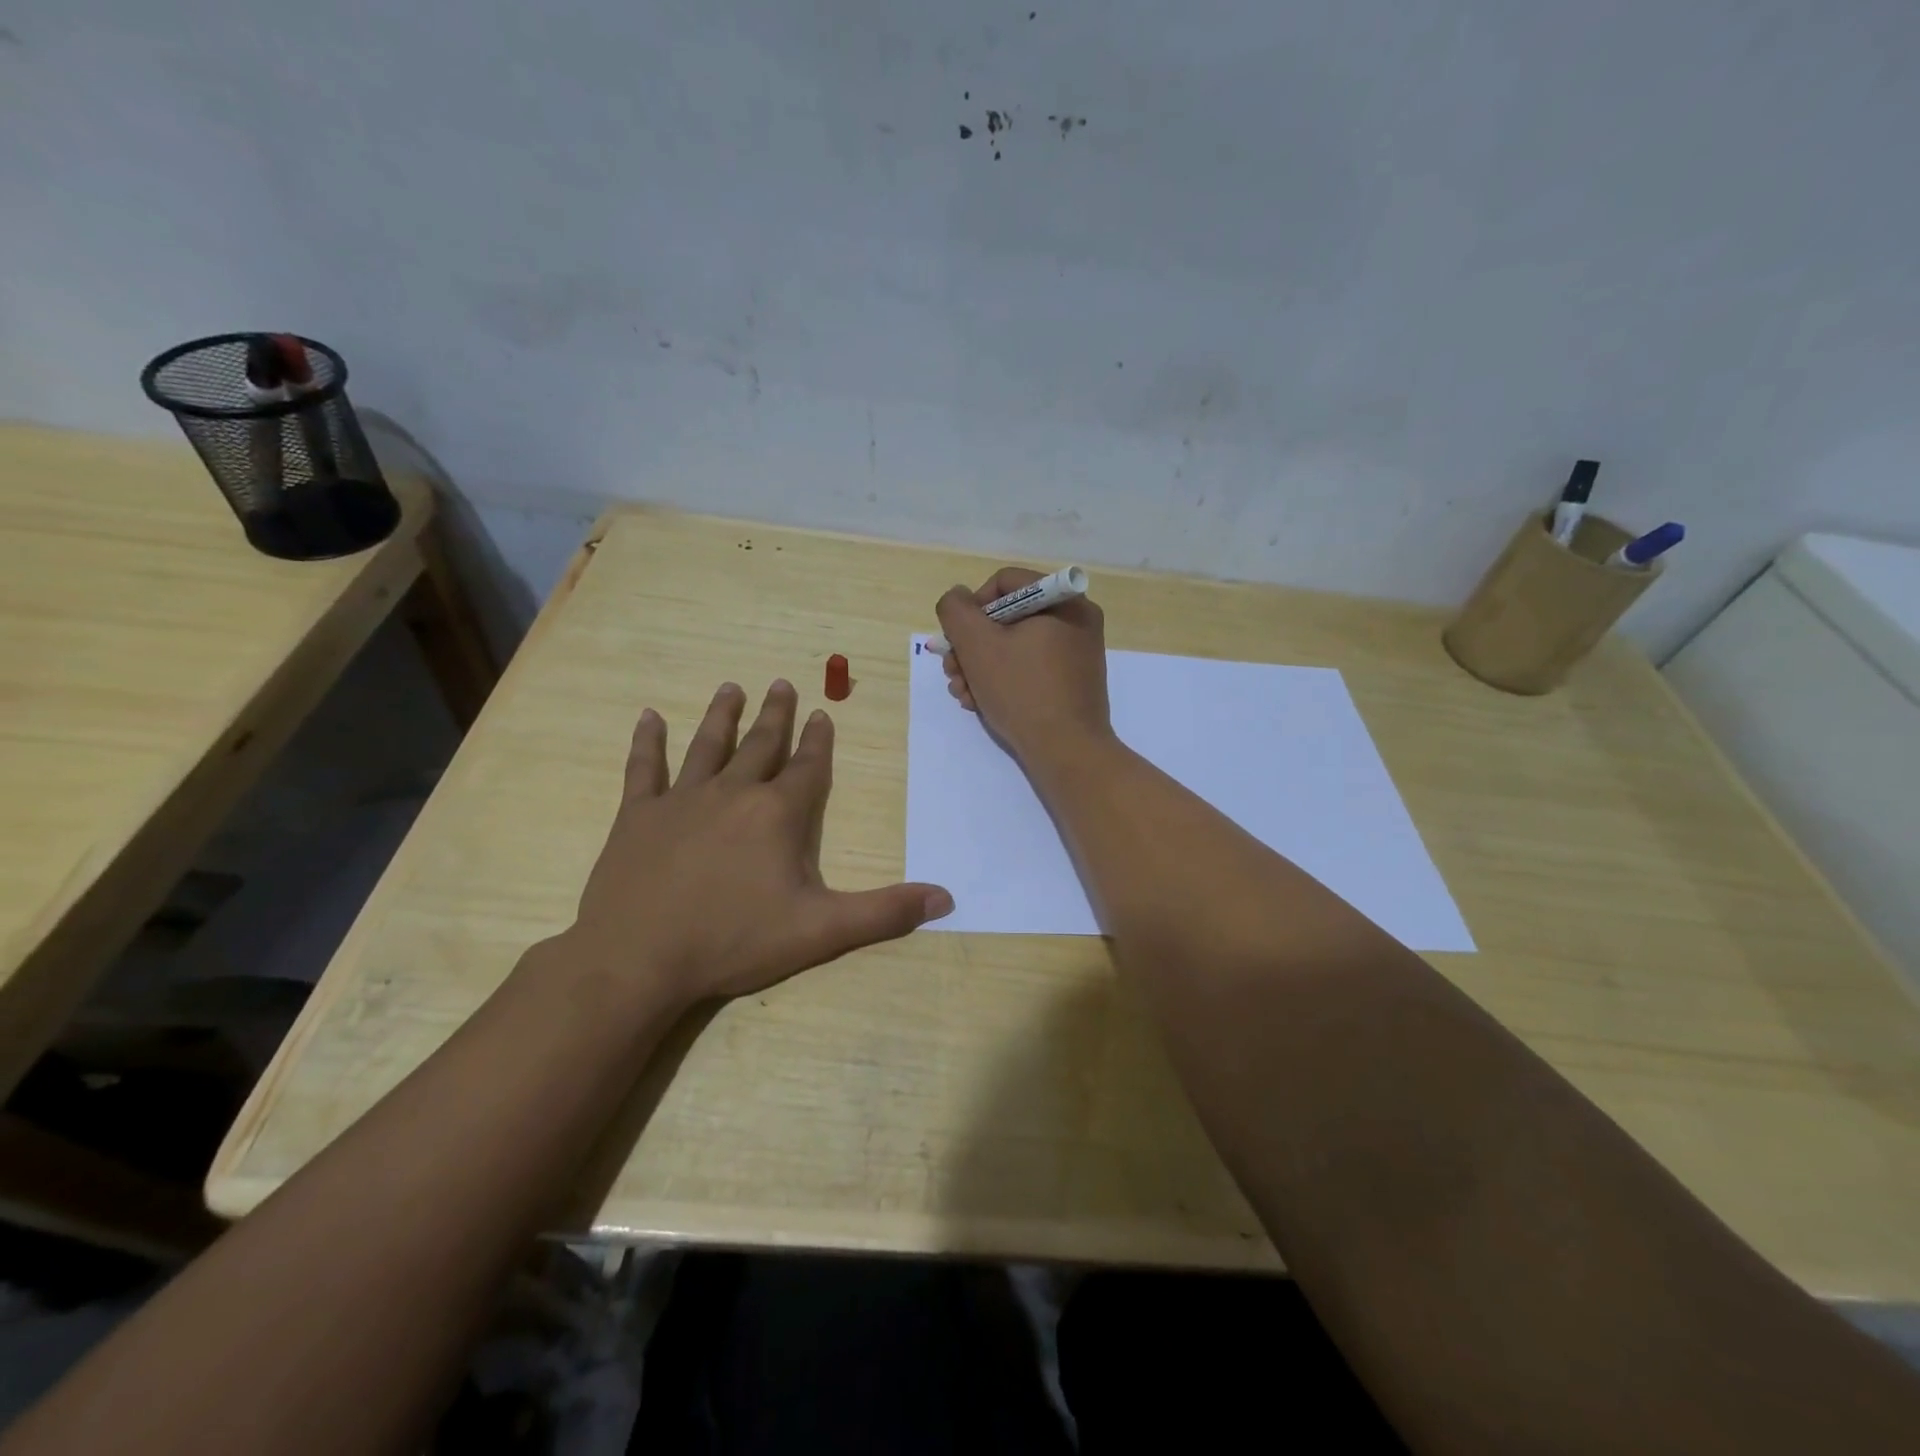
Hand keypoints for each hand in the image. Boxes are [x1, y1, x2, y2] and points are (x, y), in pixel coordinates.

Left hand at [563, 680, 952, 1005]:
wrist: (638, 959)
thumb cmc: (733, 941)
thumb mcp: (821, 931)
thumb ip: (884, 912)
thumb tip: (945, 899)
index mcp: (777, 814)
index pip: (806, 768)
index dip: (818, 741)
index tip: (822, 714)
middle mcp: (733, 794)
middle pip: (761, 746)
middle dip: (776, 715)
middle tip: (782, 683)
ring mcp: (681, 800)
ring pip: (708, 746)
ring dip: (722, 715)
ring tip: (731, 688)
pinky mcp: (638, 816)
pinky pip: (644, 769)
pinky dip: (647, 742)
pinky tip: (648, 717)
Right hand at [935, 567, 1112, 765]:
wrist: (1067, 752)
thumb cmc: (1022, 691)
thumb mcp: (977, 645)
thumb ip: (956, 611)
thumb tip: (957, 598)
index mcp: (1063, 600)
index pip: (1004, 583)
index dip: (971, 607)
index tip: (957, 640)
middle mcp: (1076, 620)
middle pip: (1007, 617)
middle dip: (971, 646)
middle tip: (952, 672)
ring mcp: (1077, 653)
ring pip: (1014, 646)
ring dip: (980, 667)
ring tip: (962, 694)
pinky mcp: (1072, 682)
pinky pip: (1030, 668)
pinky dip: (1003, 680)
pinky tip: (981, 703)